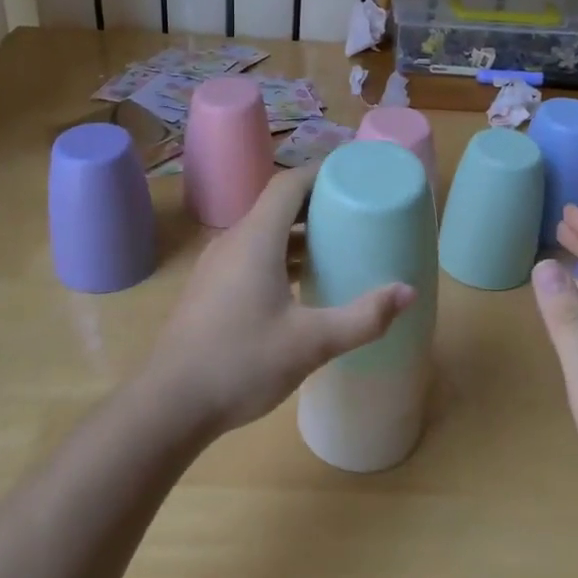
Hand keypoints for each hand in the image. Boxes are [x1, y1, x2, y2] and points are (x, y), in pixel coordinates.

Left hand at [142, 167, 415, 439]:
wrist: (169, 405)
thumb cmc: (241, 364)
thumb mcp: (311, 343)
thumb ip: (363, 317)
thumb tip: (408, 292)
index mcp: (255, 239)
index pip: (289, 184)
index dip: (321, 172)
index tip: (354, 175)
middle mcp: (233, 241)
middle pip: (277, 204)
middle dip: (316, 202)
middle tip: (356, 210)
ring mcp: (217, 266)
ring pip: (263, 232)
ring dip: (298, 232)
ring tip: (336, 243)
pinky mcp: (211, 289)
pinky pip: (251, 254)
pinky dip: (280, 254)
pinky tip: (301, 283)